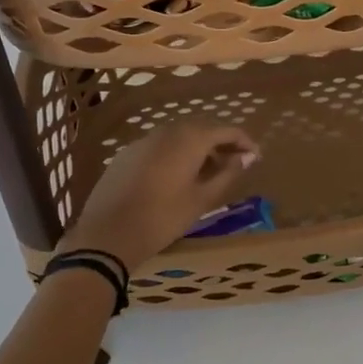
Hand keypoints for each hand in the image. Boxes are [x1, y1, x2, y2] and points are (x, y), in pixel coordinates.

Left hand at [58, 121, 259, 270]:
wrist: (106, 235)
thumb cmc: (162, 218)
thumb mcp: (201, 199)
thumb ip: (227, 174)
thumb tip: (247, 157)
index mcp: (189, 139)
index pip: (226, 130)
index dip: (244, 142)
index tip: (256, 157)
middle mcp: (166, 131)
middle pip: (201, 128)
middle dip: (221, 143)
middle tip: (235, 164)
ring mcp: (143, 141)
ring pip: (179, 136)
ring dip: (198, 148)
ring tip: (209, 172)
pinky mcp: (126, 154)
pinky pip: (159, 146)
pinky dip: (176, 154)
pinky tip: (177, 177)